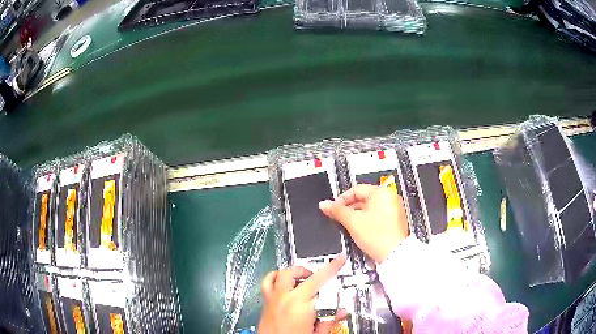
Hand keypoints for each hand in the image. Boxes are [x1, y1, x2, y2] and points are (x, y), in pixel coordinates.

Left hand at [258, 255, 347, 333]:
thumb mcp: (317, 333)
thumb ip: (329, 320)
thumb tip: (342, 311)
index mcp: (301, 306)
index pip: (320, 281)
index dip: (332, 268)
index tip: (339, 259)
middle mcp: (285, 298)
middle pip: (301, 274)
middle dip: (314, 272)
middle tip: (322, 278)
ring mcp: (273, 298)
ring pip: (282, 274)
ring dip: (295, 272)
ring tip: (303, 276)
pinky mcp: (265, 302)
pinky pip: (267, 282)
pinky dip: (276, 277)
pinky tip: (283, 281)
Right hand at [319, 184, 408, 262]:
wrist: (394, 255)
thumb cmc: (380, 237)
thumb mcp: (353, 222)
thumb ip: (337, 211)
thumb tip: (325, 204)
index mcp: (382, 192)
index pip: (355, 190)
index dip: (341, 200)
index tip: (333, 209)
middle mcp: (390, 198)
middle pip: (362, 199)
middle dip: (349, 210)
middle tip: (340, 220)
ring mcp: (393, 210)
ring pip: (369, 209)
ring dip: (357, 217)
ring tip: (351, 228)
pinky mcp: (394, 221)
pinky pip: (376, 216)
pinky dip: (367, 222)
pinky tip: (361, 232)